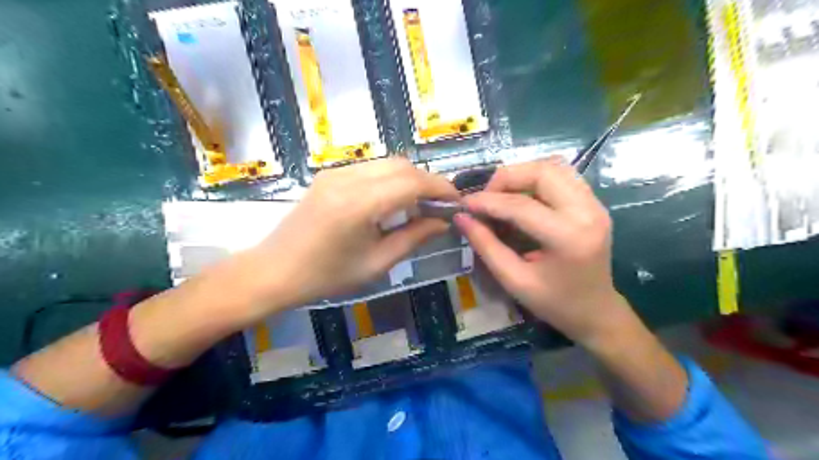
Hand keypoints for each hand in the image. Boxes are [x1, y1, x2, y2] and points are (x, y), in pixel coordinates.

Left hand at [249, 158, 458, 308]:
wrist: (275, 270)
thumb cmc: (326, 276)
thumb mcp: (377, 263)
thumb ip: (414, 237)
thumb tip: (443, 222)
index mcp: (359, 204)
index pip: (413, 182)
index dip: (441, 188)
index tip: (457, 201)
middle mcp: (348, 178)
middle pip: (402, 165)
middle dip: (428, 181)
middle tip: (439, 205)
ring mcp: (336, 172)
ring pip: (387, 163)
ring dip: (410, 178)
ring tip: (419, 204)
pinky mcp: (329, 174)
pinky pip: (371, 168)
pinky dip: (390, 178)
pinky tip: (392, 200)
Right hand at [458, 158, 623, 345]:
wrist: (596, 311)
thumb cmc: (554, 303)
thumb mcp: (514, 280)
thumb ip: (486, 246)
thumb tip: (461, 218)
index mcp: (569, 238)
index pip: (521, 206)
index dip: (488, 201)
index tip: (464, 204)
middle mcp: (587, 212)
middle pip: (542, 172)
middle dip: (507, 178)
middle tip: (486, 197)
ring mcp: (595, 204)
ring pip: (554, 166)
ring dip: (522, 174)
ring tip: (501, 194)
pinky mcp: (594, 203)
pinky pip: (562, 175)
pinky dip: (536, 178)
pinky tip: (521, 196)